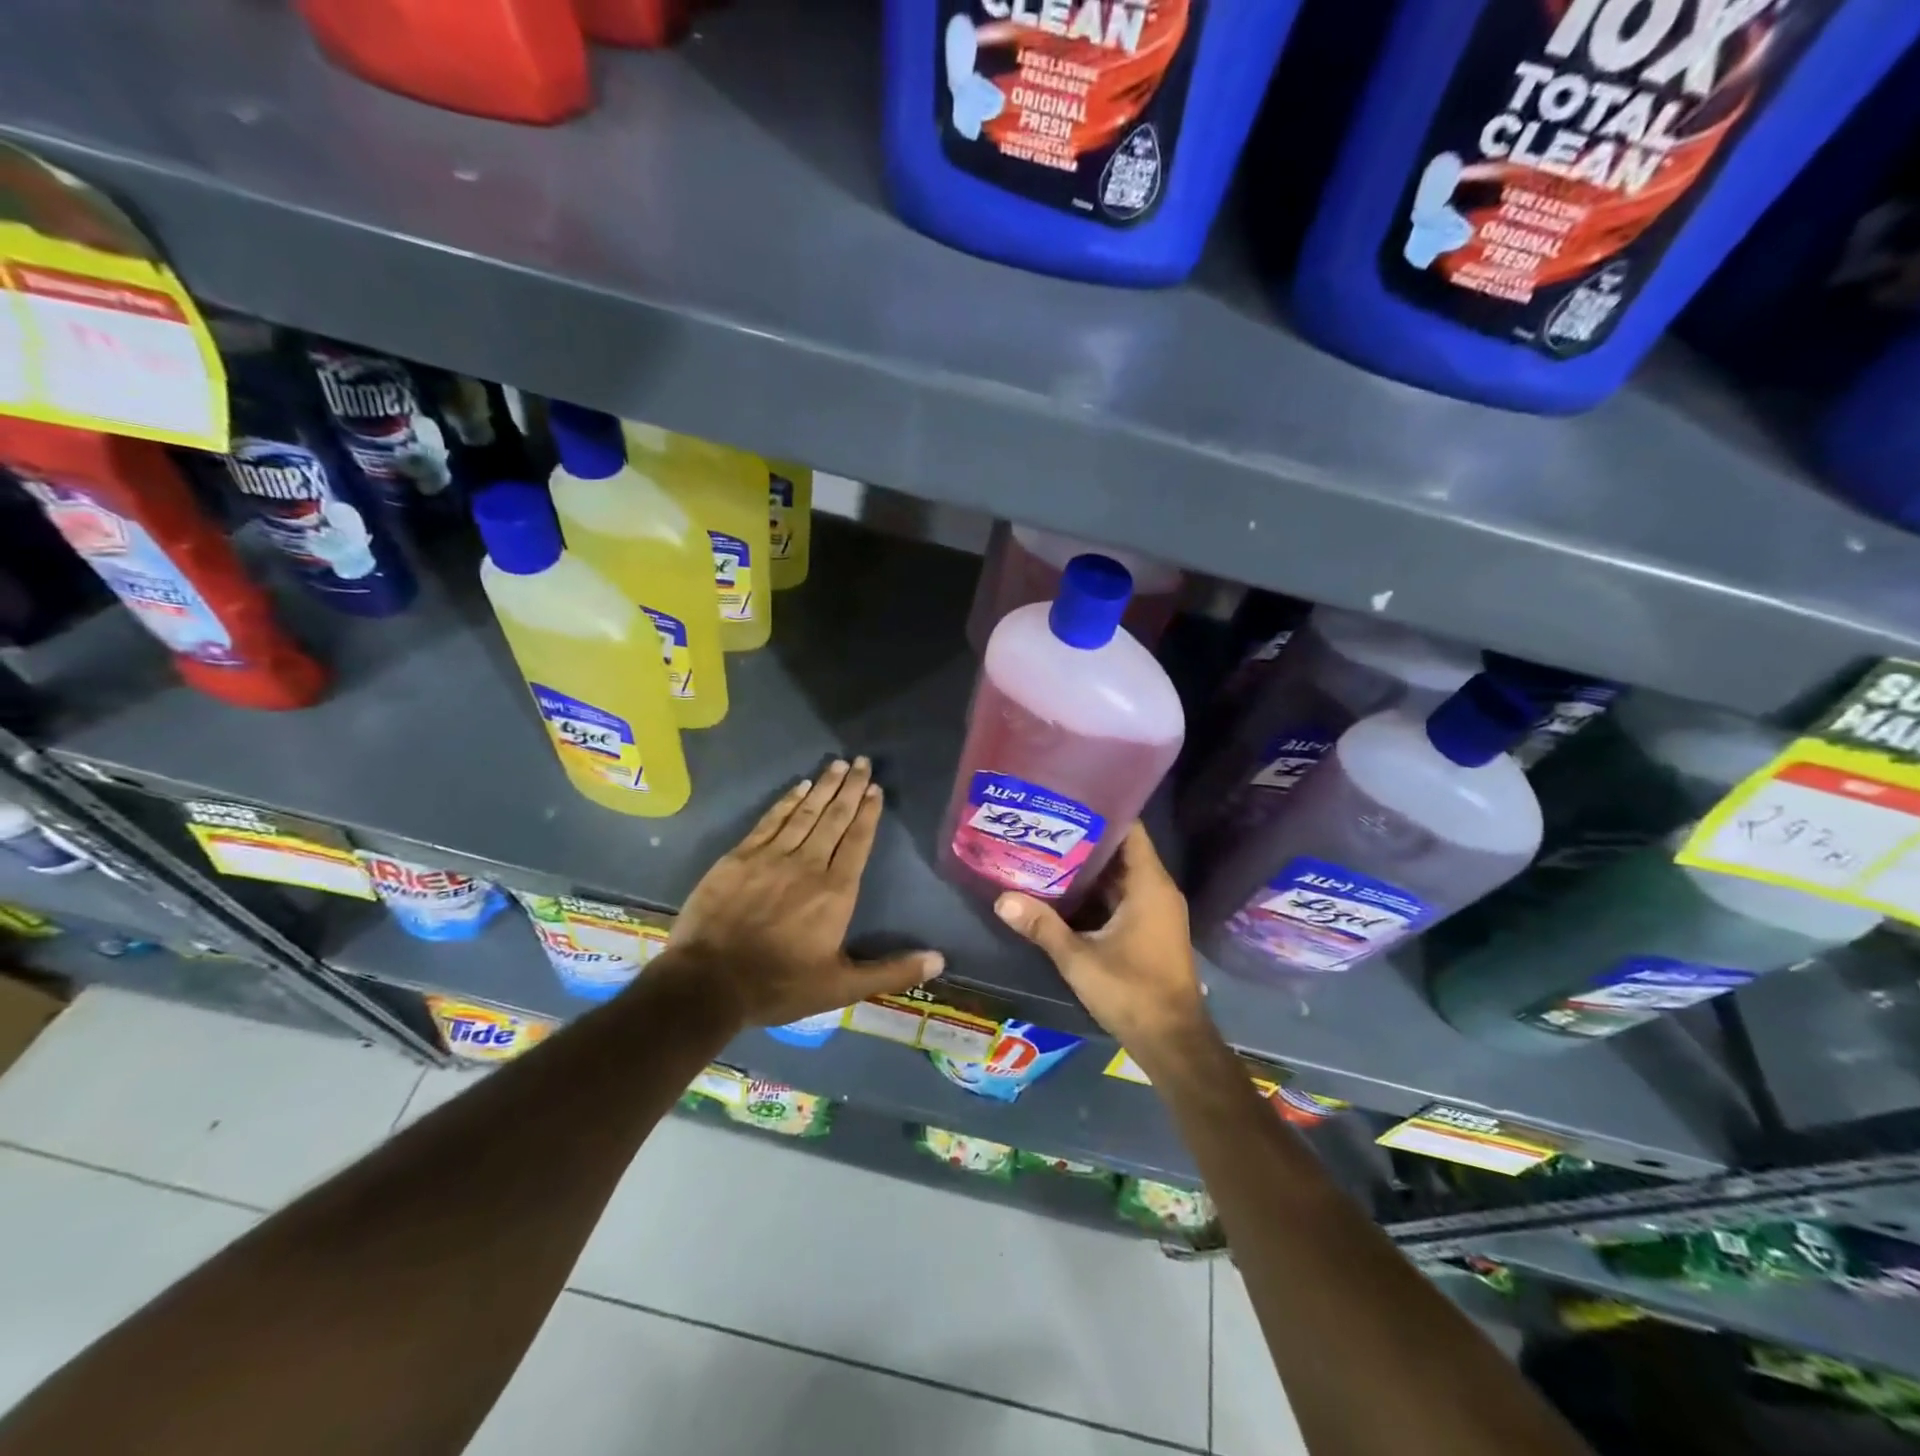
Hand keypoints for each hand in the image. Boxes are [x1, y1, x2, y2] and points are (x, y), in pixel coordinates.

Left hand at [669, 757, 943, 1026]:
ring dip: (823, 787)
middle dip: (850, 788)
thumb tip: (939, 961)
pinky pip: (770, 820)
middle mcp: (808, 864)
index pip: (857, 841)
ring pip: (805, 813)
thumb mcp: (841, 988)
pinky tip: (798, 786)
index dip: (868, 813)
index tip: (875, 789)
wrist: (708, 983)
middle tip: (862, 761)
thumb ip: (890, 971)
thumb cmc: (779, 985)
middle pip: (834, 818)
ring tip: (838, 764)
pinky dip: (787, 801)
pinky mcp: (739, 857)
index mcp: (835, 892)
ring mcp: (771, 857)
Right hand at [992, 823, 1212, 1074]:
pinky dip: (1096, 891)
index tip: (1065, 801)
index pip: (1129, 829)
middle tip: (1043, 825)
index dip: (1100, 812)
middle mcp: (1157, 889)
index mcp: (1149, 884)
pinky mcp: (1149, 928)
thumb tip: (1002, 899)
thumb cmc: (1132, 992)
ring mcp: (1155, 910)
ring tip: (1045, 849)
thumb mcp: (1079, 958)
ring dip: (1087, 867)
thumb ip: (1042, 926)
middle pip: (1120, 851)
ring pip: (1119, 876)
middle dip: (1084, 839)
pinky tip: (1061, 890)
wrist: (1172, 1041)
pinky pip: (1121, 896)